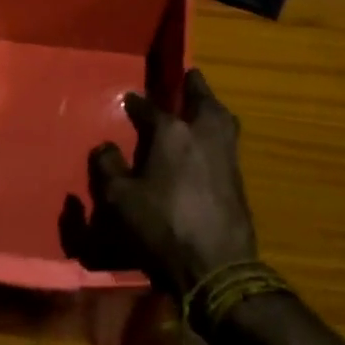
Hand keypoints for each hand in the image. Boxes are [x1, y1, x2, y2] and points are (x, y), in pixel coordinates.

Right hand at [87, 69, 257, 294]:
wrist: (217, 266)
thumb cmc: (162, 228)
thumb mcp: (120, 201)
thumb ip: (108, 168)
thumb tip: (105, 146)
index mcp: (172, 132)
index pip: (150, 108)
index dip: (136, 103)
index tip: (129, 100)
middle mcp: (203, 133)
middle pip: (202, 98)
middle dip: (193, 86)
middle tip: (187, 78)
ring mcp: (226, 153)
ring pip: (222, 117)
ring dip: (211, 107)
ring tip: (203, 106)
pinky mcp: (239, 176)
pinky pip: (227, 140)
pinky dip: (219, 131)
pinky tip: (209, 143)